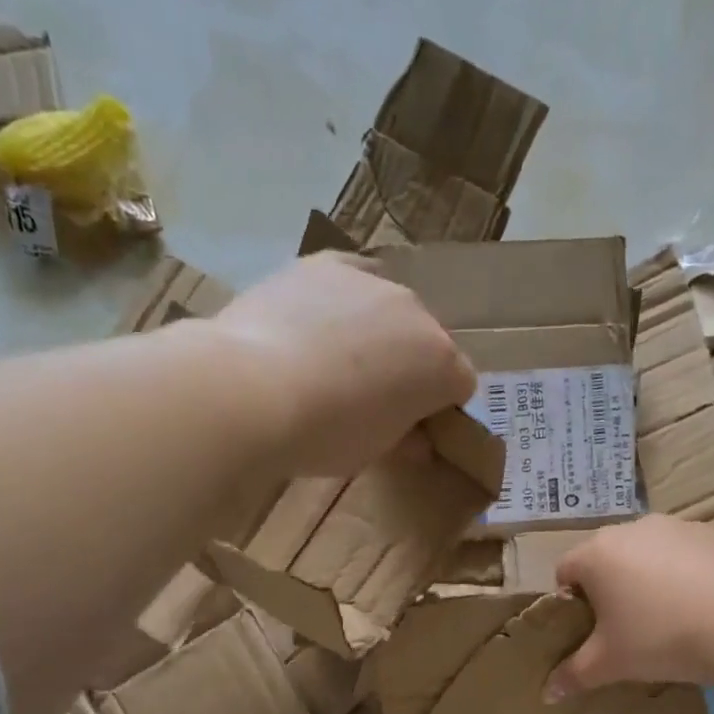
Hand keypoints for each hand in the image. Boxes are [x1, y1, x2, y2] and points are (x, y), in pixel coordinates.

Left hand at [214, 253, 476, 476]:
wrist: (253, 390)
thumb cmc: (326, 435)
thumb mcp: (375, 451)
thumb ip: (405, 440)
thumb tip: (416, 441)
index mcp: (441, 364)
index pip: (460, 385)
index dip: (438, 409)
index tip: (411, 428)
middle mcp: (417, 312)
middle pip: (427, 342)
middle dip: (409, 367)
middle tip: (369, 398)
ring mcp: (371, 280)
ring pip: (388, 310)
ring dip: (375, 333)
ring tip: (332, 362)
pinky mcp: (325, 262)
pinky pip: (348, 282)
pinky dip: (341, 303)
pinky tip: (312, 325)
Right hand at [548, 516, 713, 697]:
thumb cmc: (660, 639)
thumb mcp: (610, 664)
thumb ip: (574, 675)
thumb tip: (548, 694)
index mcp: (597, 554)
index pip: (565, 570)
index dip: (570, 601)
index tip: (588, 629)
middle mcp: (633, 528)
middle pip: (607, 557)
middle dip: (610, 587)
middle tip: (626, 627)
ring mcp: (680, 526)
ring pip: (650, 552)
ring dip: (649, 578)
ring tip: (669, 618)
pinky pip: (690, 554)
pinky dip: (688, 574)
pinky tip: (705, 607)